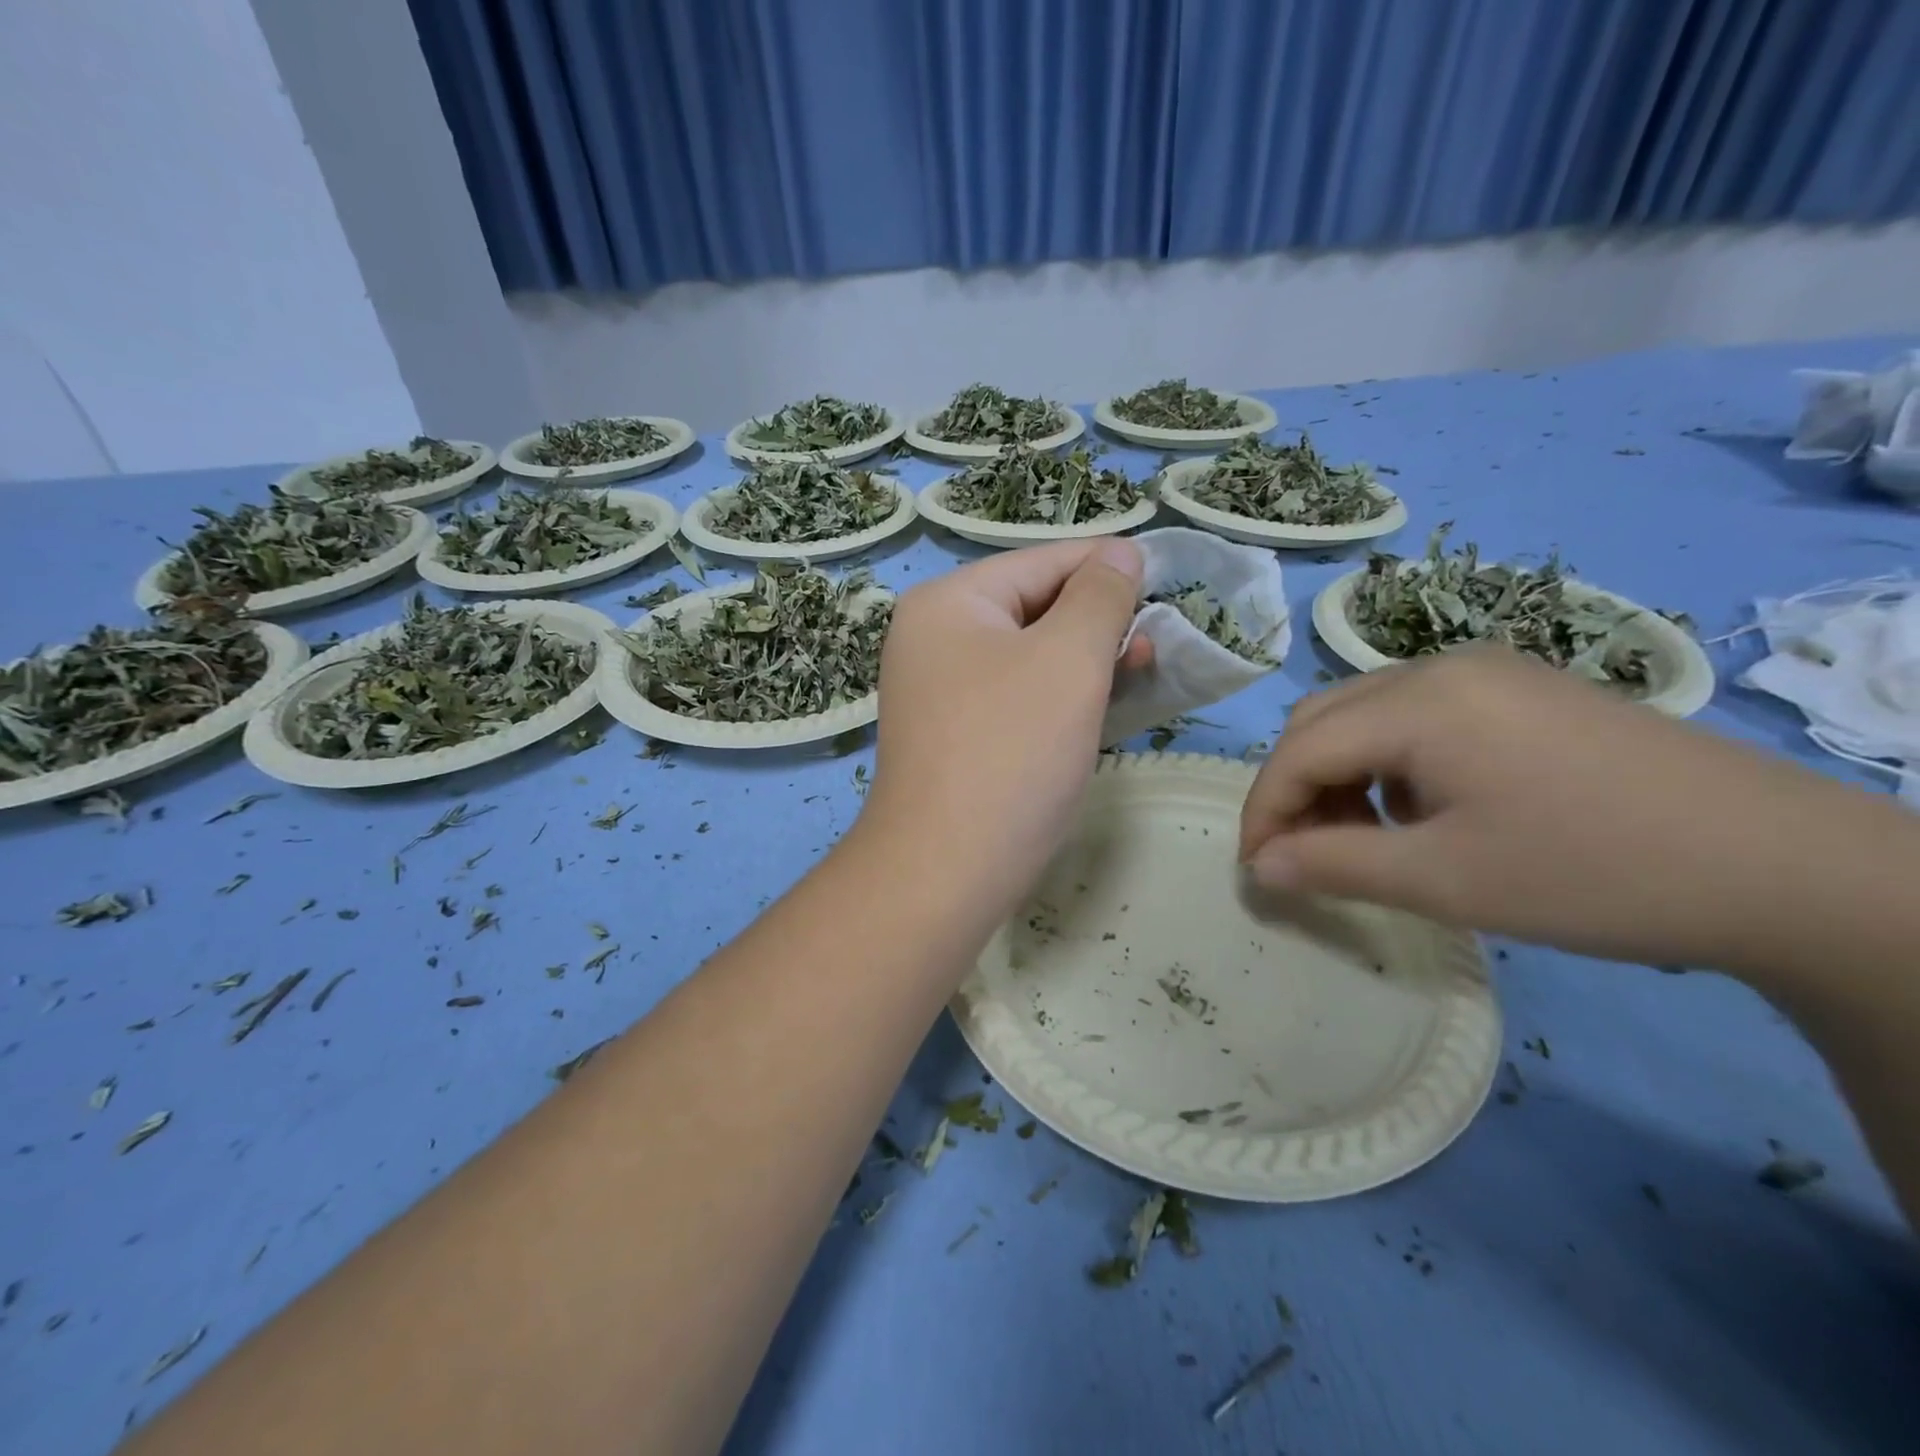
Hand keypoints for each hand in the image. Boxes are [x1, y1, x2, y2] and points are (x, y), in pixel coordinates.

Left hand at [861, 539, 1147, 925]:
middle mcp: (934, 638)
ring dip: (1086, 659)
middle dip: (1099, 619)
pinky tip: (1102, 706)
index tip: (1167, 577)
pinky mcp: (956, 734)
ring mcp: (940, 690)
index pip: (1041, 562)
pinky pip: (1018, 696)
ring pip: (1029, 656)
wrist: (946, 868)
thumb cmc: (1012, 750)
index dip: (1107, 565)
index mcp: (948, 602)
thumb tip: (1119, 553)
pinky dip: (1061, 696)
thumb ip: (1100, 596)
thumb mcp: (1069, 659)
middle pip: (1034, 607)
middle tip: (1157, 640)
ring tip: (1142, 669)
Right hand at [1239, 647, 1913, 972]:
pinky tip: (1422, 806)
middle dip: (1295, 786)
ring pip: (1366, 712)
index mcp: (1419, 701)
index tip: (1254, 868)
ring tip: (1362, 835)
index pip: (1299, 749)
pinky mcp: (1522, 687)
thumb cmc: (1593, 873)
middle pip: (1324, 719)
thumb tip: (1259, 867)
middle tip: (1302, 853)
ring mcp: (1487, 670)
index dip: (1264, 809)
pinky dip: (1389, 759)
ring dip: (1340, 771)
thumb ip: (1334, 866)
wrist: (1784, 865)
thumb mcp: (1446, 880)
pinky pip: (1417, 713)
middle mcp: (1441, 666)